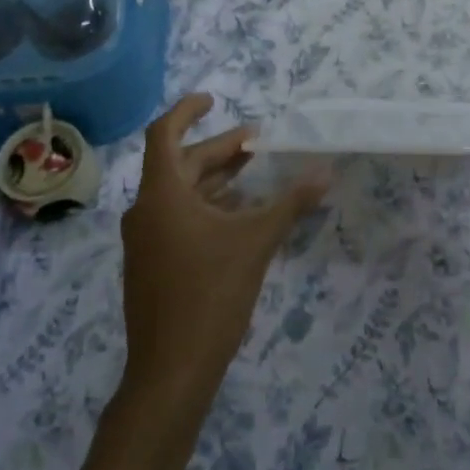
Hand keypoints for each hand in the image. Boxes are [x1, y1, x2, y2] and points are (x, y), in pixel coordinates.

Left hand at [119, 94, 328, 409]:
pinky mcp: (150, 263)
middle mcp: (146, 210)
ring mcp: (144, 239)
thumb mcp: (256, 242)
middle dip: (219, 150)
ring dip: (214, 180)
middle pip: (179, 164)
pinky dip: (205, 207)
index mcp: (162, 194)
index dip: (186, 111)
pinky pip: (176, 219)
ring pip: (179, 193)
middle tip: (258, 143)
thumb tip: (325, 172)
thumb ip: (290, 204)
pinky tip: (237, 216)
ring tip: (252, 174)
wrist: (171, 370)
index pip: (163, 133)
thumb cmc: (210, 294)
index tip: (213, 99)